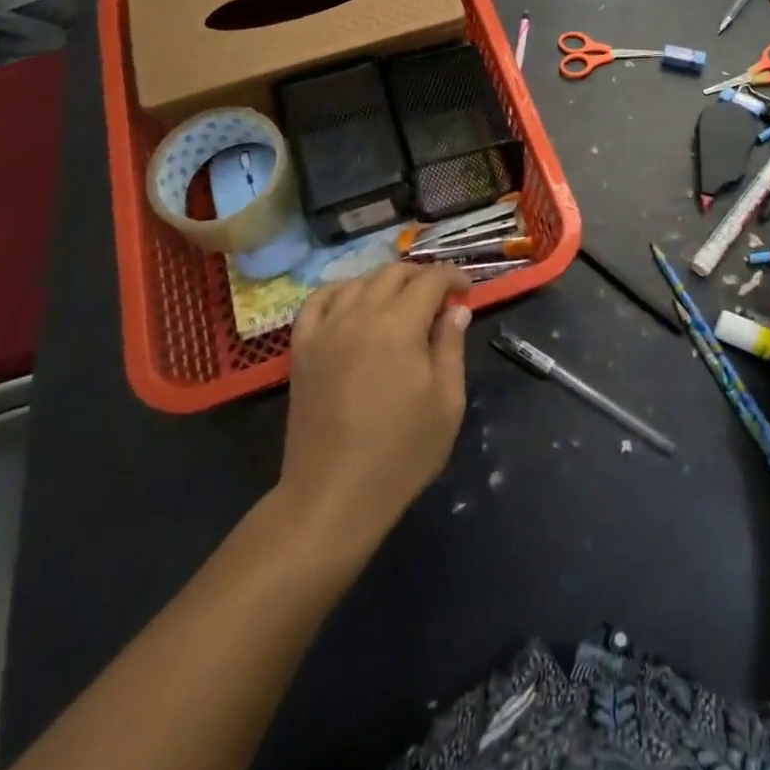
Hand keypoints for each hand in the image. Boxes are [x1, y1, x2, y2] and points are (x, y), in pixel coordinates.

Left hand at [278, 262, 471, 549]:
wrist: (332, 496)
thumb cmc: (401, 453)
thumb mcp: (446, 402)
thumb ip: (451, 347)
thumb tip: (455, 311)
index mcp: (400, 325)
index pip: (431, 279)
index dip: (453, 277)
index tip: (466, 293)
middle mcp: (360, 315)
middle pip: (393, 273)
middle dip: (422, 277)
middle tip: (440, 299)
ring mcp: (325, 330)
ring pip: (358, 282)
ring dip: (385, 284)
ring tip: (400, 304)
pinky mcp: (302, 349)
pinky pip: (317, 303)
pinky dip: (339, 293)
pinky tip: (352, 306)